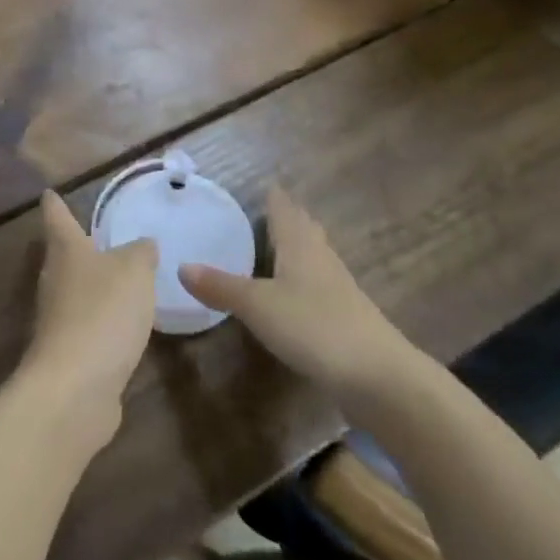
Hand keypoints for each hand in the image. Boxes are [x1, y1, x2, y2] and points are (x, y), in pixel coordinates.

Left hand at [22, 191, 157, 443]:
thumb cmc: (103, 313)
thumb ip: (141, 253)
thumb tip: (143, 245)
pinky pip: (86, 327)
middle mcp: (55, 281)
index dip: (55, 204)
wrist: (75, 388)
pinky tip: (121, 327)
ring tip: (118, 279)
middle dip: (77, 246)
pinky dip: (101, 322)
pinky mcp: (68, 355)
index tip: (49, 193)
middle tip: (96, 236)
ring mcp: (57, 321)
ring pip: (74, 292)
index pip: (57, 218)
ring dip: (92, 287)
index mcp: (67, 251)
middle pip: (62, 256)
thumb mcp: (134, 271)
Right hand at [182, 187, 407, 397]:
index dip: (273, 197)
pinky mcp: (346, 315)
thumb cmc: (313, 326)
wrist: (377, 375)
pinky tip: (295, 291)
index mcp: (299, 245)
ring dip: (298, 246)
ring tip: (278, 244)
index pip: (284, 209)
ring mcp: (338, 287)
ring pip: (314, 254)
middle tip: (267, 210)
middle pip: (304, 228)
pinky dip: (304, 276)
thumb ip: (220, 287)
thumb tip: (181, 266)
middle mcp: (320, 257)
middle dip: (288, 217)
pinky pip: (319, 282)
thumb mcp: (257, 306)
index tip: (264, 185)